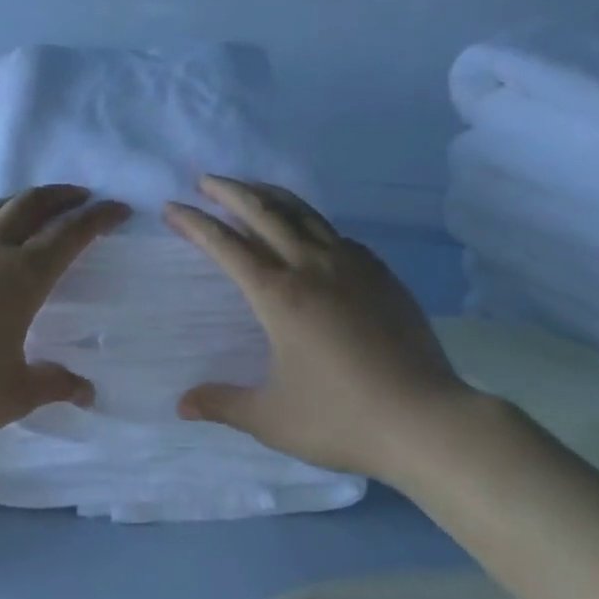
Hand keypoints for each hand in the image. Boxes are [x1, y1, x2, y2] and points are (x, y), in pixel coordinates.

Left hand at [0, 185, 130, 461]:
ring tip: (36, 209)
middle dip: (63, 196)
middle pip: (31, 205)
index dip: (98, 218)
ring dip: (23, 201)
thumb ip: (56, 383)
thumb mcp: (17, 394)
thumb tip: (87, 390)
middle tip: (83, 198)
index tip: (118, 209)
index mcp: (20, 278)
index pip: (70, 234)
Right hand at [163, 175, 470, 478]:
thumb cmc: (341, 418)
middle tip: (205, 180)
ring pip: (304, 214)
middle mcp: (312, 267)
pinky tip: (308, 233)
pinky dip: (310, 222)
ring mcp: (352, 266)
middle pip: (264, 213)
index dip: (195, 223)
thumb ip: (223, 403)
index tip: (172, 207)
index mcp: (279, 296)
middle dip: (230, 191)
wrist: (426, 419)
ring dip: (270, 196)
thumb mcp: (271, 418)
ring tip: (250, 187)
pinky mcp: (382, 274)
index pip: (226, 246)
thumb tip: (182, 403)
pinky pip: (336, 235)